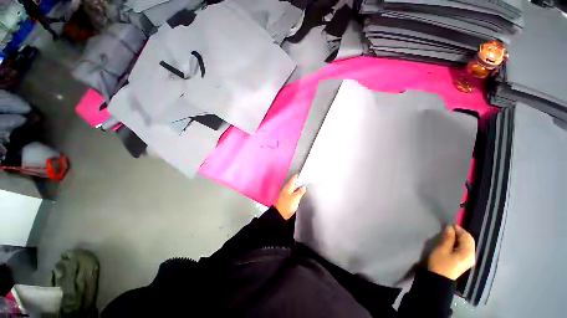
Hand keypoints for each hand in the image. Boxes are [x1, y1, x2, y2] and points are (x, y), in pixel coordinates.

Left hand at [274, 174, 305, 219]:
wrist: (279, 214)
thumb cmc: (286, 205)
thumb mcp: (296, 198)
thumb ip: (300, 192)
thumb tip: (303, 187)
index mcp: (288, 186)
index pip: (294, 178)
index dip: (298, 175)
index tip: (303, 174)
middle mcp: (286, 188)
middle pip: (293, 182)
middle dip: (299, 181)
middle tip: (305, 180)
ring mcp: (285, 193)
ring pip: (293, 187)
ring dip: (297, 186)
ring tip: (303, 187)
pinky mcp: (286, 198)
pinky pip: (292, 192)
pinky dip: (296, 192)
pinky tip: (299, 194)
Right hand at [427, 225, 475, 280]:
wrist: (439, 279)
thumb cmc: (440, 263)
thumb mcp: (442, 249)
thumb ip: (448, 238)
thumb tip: (450, 227)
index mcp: (468, 252)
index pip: (467, 236)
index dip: (458, 229)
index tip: (448, 226)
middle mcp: (472, 255)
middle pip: (469, 240)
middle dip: (460, 233)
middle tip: (448, 230)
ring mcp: (469, 260)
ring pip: (467, 244)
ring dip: (459, 238)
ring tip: (448, 236)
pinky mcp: (464, 262)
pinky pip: (465, 249)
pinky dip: (459, 244)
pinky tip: (451, 243)